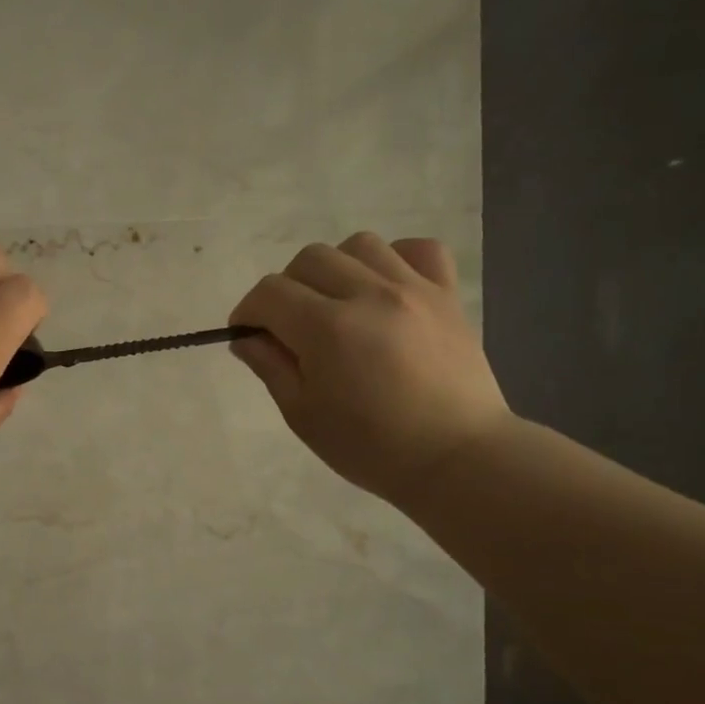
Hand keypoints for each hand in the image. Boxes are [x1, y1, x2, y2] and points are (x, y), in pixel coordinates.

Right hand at [229, 232, 511, 504]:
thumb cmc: (371, 447)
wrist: (457, 458)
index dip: (248, 311)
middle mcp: (369, 295)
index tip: (248, 334)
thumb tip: (247, 337)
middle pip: (310, 259)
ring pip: (359, 245)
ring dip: (336, 268)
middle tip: (291, 326)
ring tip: (338, 304)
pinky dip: (395, 259)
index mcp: (327, 329)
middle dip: (287, 288)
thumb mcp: (303, 415)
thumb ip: (271, 367)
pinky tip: (386, 289)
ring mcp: (414, 289)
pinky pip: (419, 249)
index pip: (270, 293)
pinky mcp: (447, 295)